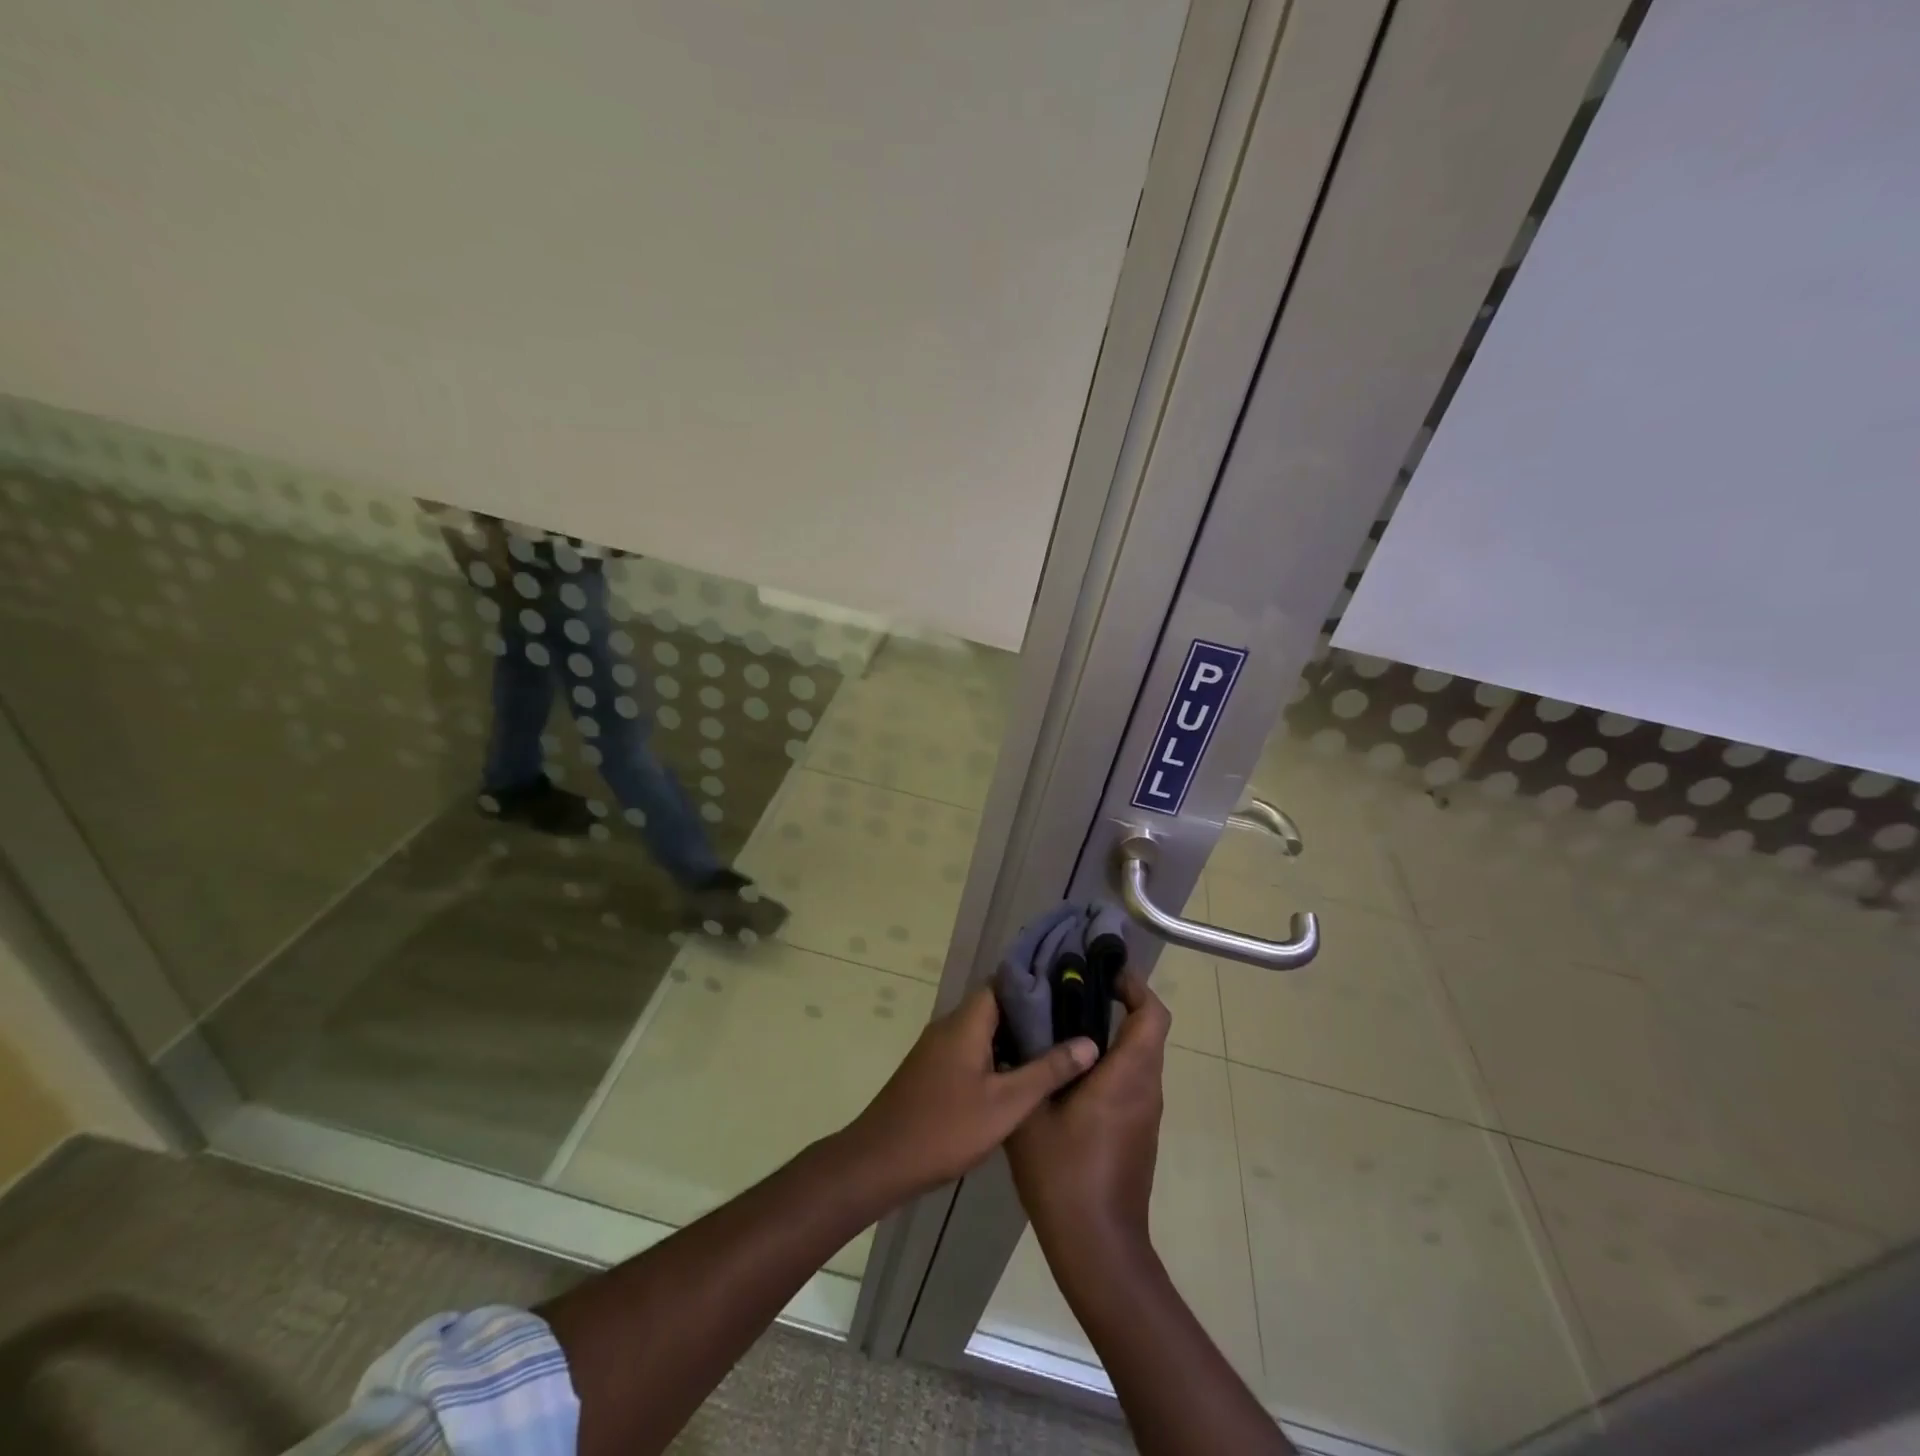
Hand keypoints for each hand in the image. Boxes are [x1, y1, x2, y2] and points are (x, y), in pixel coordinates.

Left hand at [842, 986, 1096, 1201]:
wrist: (881, 1161)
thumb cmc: (945, 1128)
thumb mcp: (1006, 1104)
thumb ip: (1047, 1071)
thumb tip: (1089, 1041)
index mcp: (966, 1022)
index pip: (1003, 982)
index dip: (1035, 982)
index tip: (1069, 987)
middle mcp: (950, 1025)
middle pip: (995, 1005)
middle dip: (1031, 1012)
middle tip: (1071, 1021)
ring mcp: (938, 1048)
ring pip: (983, 1030)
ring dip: (1014, 1036)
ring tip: (1056, 1046)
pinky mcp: (933, 1070)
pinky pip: (971, 1048)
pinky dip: (996, 1054)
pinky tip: (1020, 1076)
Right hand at [1007, 972, 1168, 1260]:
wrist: (1097, 1248)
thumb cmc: (1064, 1176)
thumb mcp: (1032, 1114)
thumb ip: (1032, 1065)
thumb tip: (1025, 1023)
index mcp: (1127, 1076)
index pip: (1151, 1015)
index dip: (1134, 985)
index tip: (1102, 971)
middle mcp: (1146, 1088)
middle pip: (1147, 1030)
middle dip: (1117, 1003)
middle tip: (1071, 991)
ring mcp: (1145, 1113)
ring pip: (1139, 1056)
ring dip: (1111, 1033)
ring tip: (1062, 1025)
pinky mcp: (1138, 1132)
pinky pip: (1131, 1080)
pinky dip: (1109, 1062)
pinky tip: (1067, 1071)